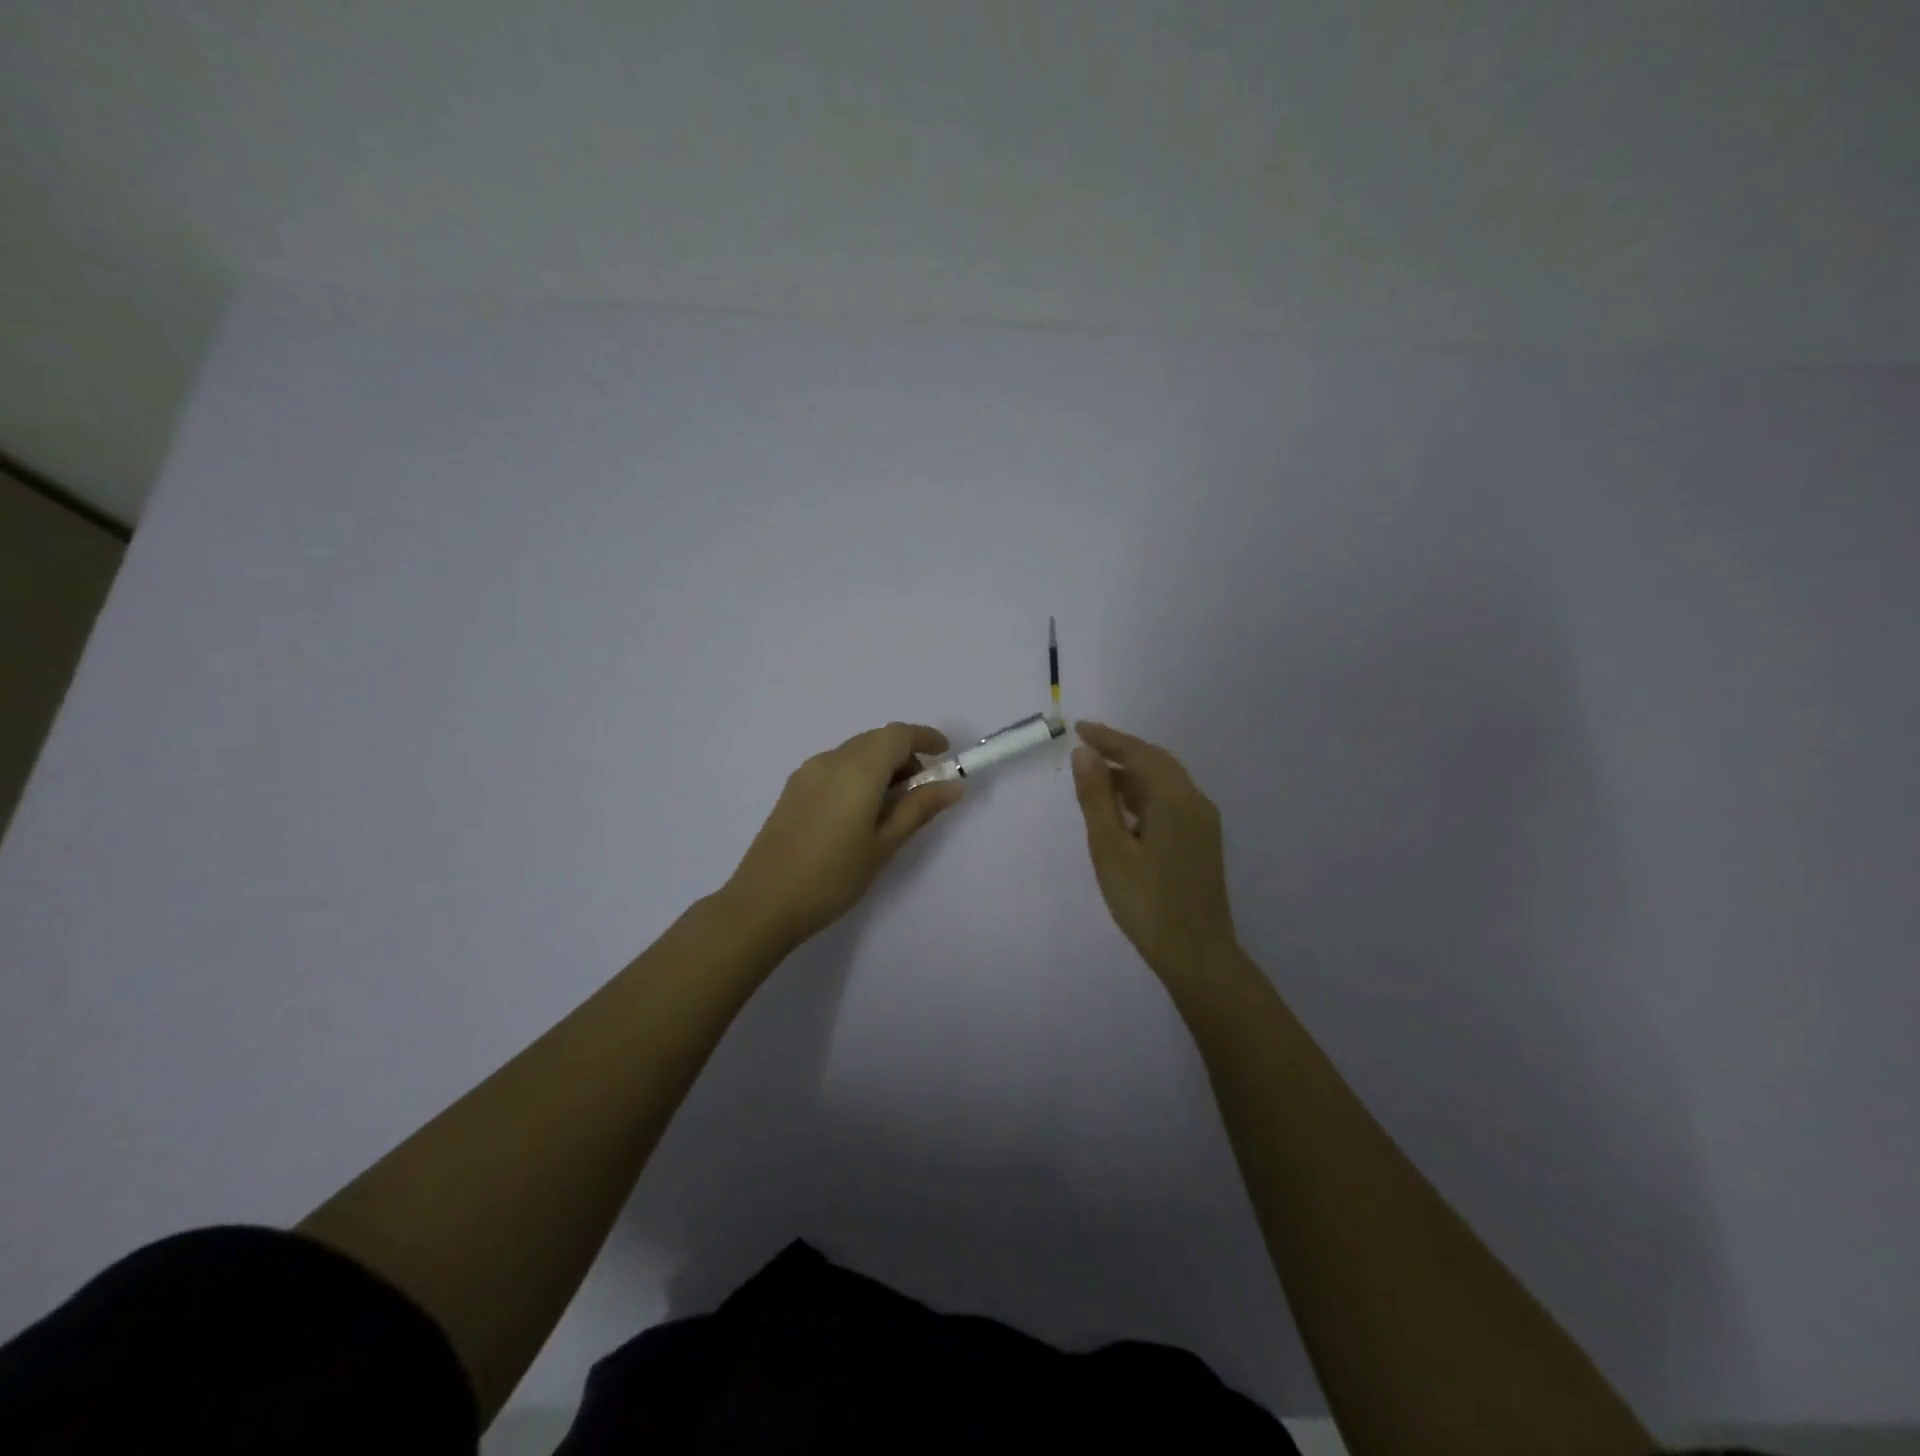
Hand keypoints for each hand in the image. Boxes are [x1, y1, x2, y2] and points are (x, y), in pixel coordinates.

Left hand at [722, 722, 963, 951]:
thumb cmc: (833, 876)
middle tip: (922, 789)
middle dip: (904, 754)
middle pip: (875, 740)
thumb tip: (952, 786)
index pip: (898, 735)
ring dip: (880, 765)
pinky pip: (835, 766)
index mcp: (857, 769)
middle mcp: (831, 760)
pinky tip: (860, 811)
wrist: (764, 902)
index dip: (924, 737)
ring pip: (854, 752)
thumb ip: (918, 808)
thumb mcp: (884, 845)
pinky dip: (857, 774)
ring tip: (892, 805)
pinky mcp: (793, 788)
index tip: (945, 754)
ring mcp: (807, 772)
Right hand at [1071, 721, 1240, 984]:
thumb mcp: (1110, 848)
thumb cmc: (1146, 902)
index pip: (1139, 753)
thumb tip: (1084, 753)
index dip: (1108, 738)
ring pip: (1164, 784)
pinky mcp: (1201, 842)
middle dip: (1120, 752)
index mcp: (1176, 800)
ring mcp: (1202, 823)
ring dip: (1130, 775)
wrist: (1196, 954)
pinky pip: (1170, 803)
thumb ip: (1096, 798)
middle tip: (1084, 749)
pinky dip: (1143, 796)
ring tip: (1094, 778)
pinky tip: (1121, 810)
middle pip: (1156, 763)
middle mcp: (1195, 802)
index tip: (1077, 729)